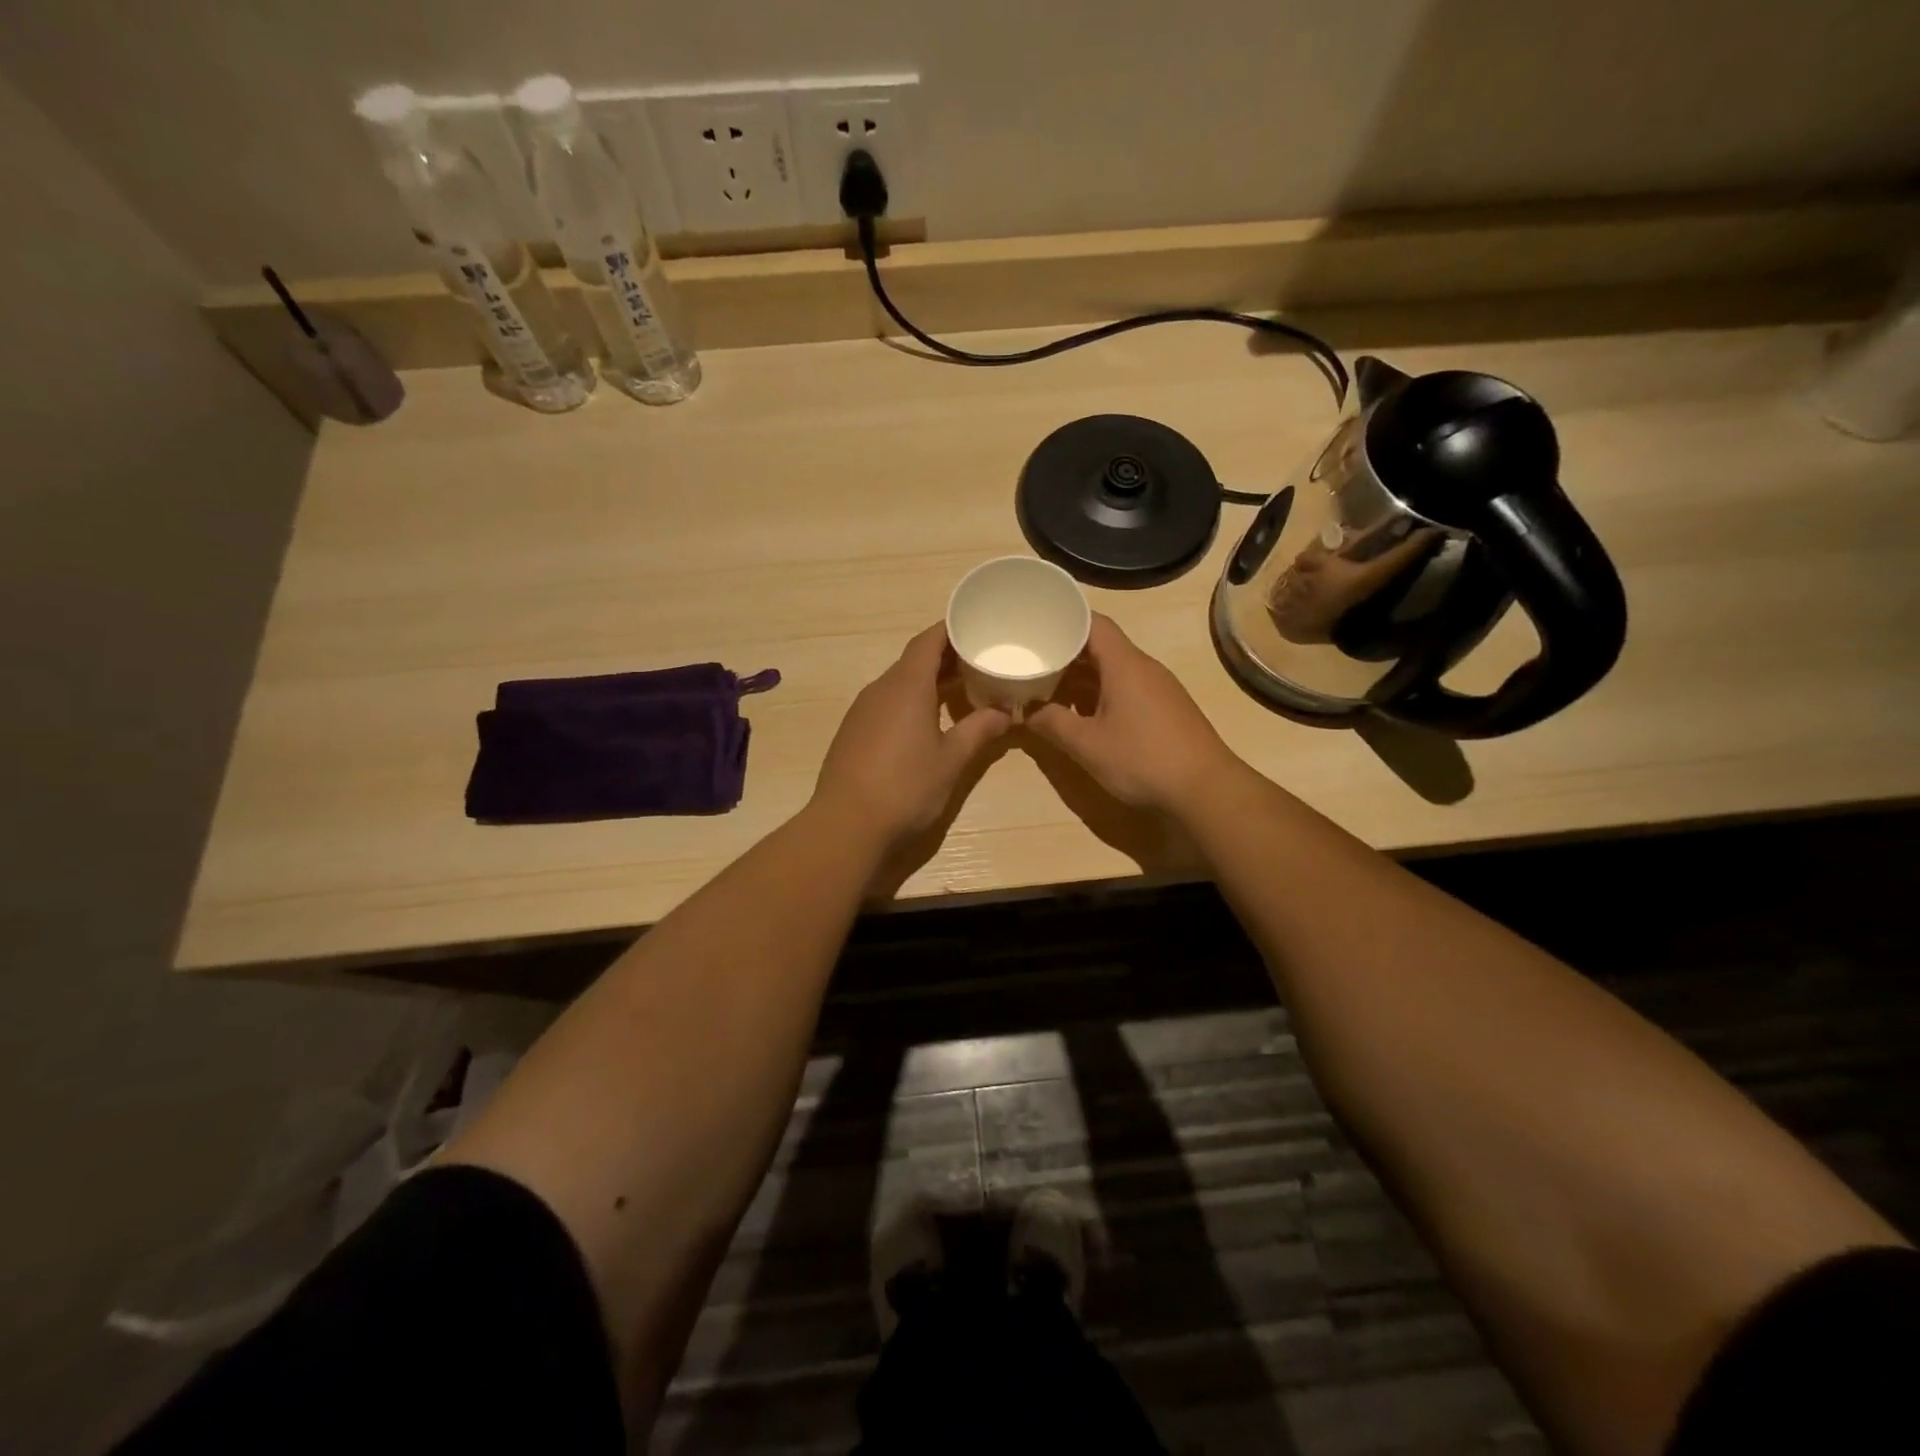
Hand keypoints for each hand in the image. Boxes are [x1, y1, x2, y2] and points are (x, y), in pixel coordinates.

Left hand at [812, 624, 1011, 848]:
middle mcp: (881, 689)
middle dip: (945, 657)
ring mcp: (862, 711)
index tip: (976, 627)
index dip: (951, 630)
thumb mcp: (951, 760)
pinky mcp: (853, 732)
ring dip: (927, 681)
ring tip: (959, 690)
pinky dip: (909, 701)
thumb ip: (979, 730)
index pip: (929, 641)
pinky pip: (886, 703)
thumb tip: (1005, 712)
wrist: (846, 825)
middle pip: (914, 660)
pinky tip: (926, 722)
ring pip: (899, 683)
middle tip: (979, 662)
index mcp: (907, 686)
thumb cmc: (905, 787)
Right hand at [1027, 614, 1238, 813]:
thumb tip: (1024, 711)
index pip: (1093, 623)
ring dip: (1081, 677)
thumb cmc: (1142, 759)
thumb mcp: (1087, 744)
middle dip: (1066, 653)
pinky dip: (1100, 693)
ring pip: (1113, 670)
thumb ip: (1051, 723)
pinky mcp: (1165, 709)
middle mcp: (1143, 668)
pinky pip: (1126, 688)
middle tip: (1033, 662)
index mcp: (1125, 664)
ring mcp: (1158, 688)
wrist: (1205, 790)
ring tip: (1049, 689)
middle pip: (1101, 646)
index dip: (1064, 620)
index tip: (1037, 628)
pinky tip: (1082, 714)